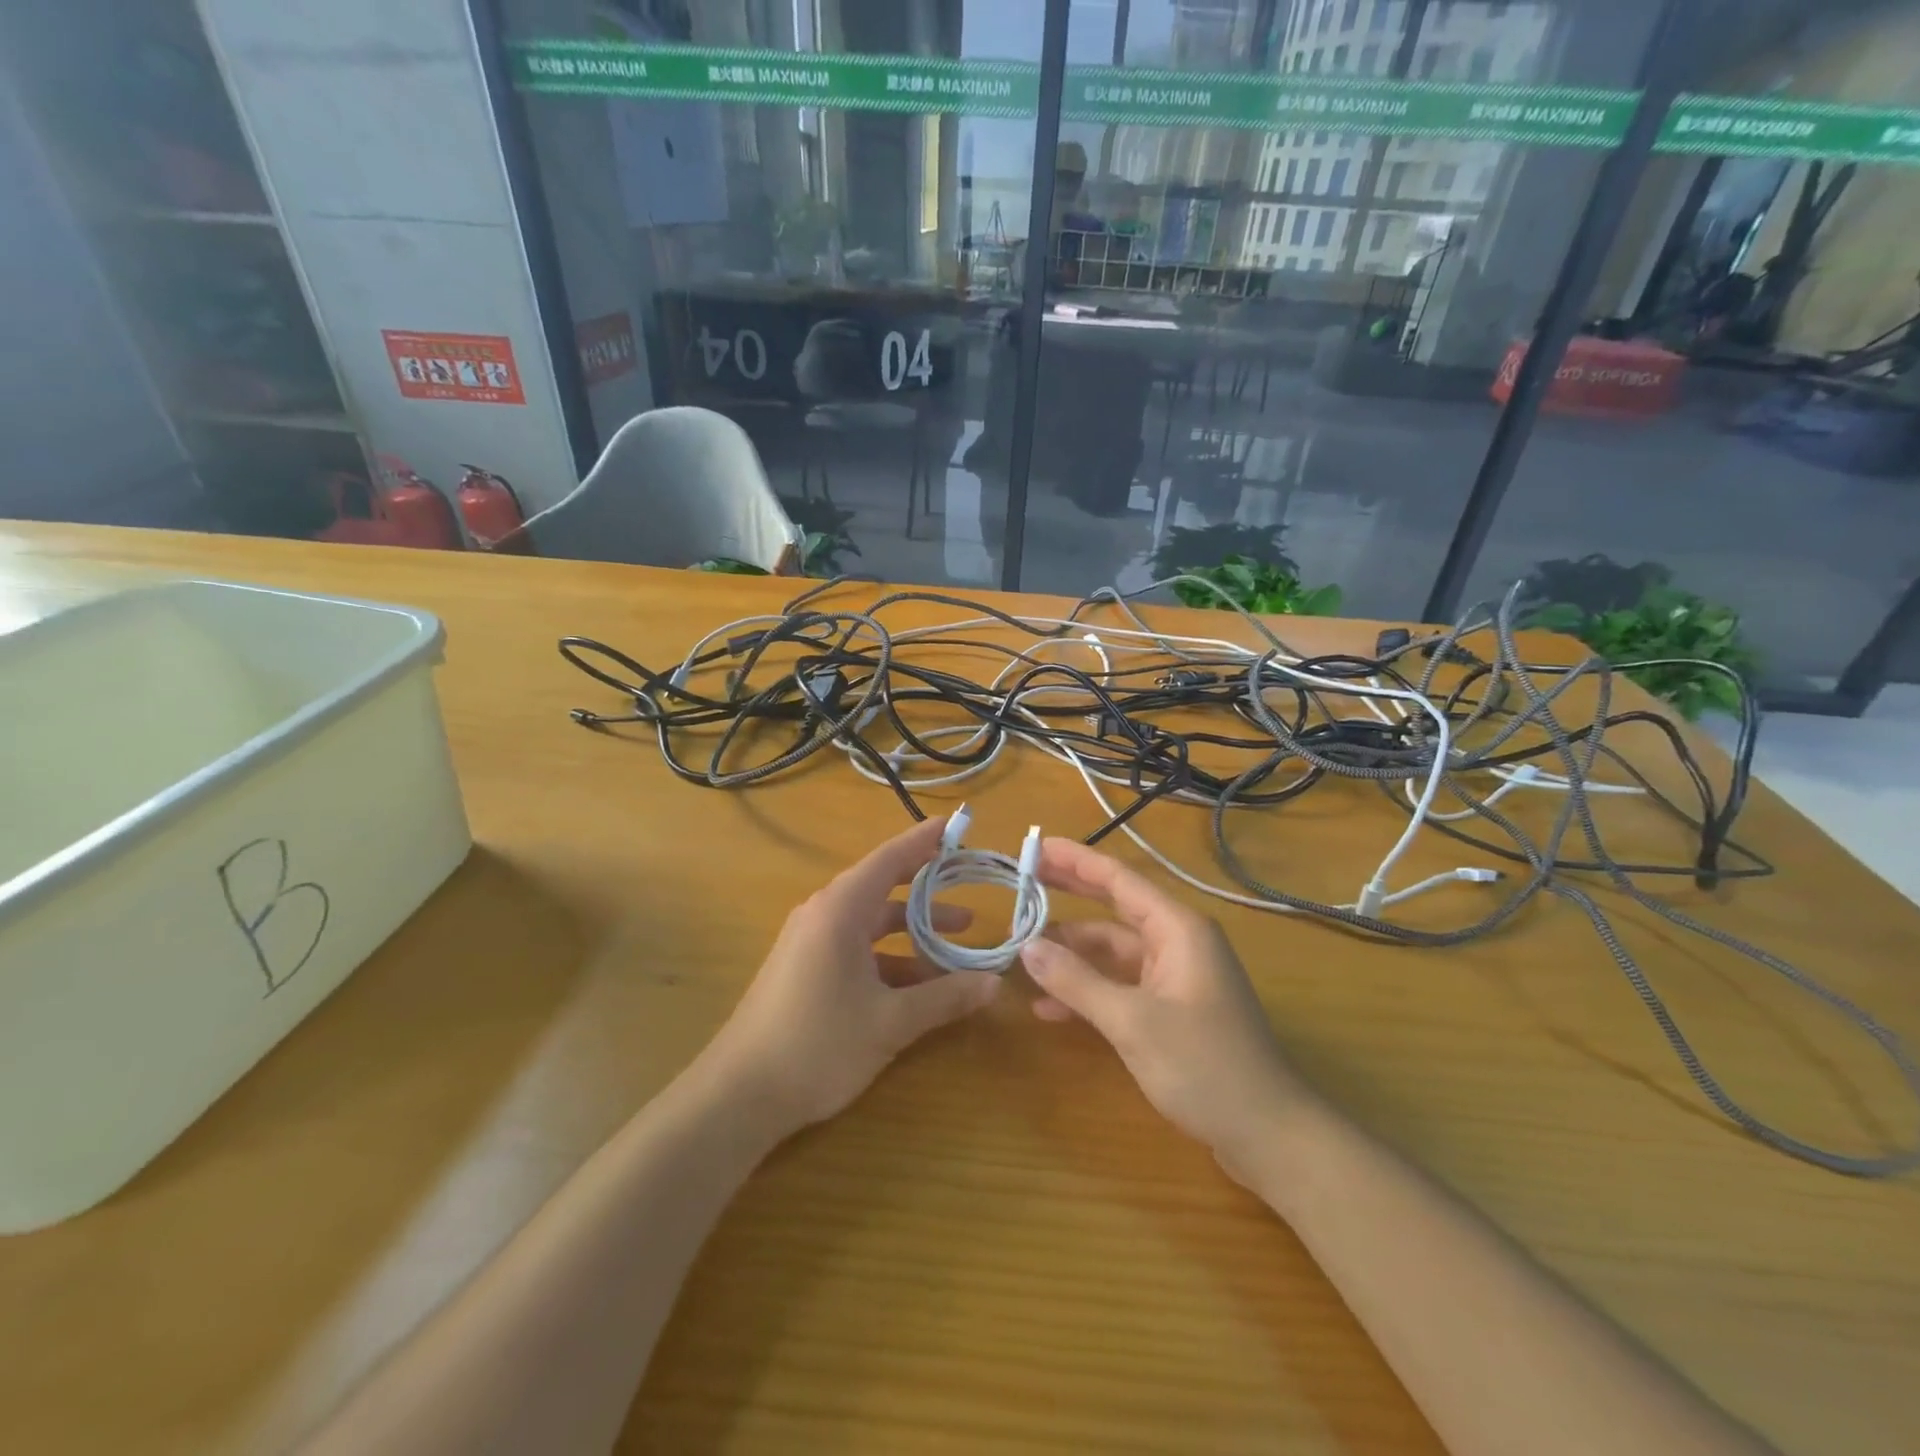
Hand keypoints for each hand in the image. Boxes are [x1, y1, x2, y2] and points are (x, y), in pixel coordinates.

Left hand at [705, 816, 1000, 1133]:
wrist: (738, 1094)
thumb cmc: (818, 1044)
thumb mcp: (890, 1022)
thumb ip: (945, 998)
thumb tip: (995, 983)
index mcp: (840, 911)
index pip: (889, 859)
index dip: (923, 841)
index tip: (954, 826)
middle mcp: (822, 915)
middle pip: (881, 888)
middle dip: (927, 891)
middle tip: (966, 887)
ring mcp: (809, 943)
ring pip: (870, 924)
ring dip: (912, 932)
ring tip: (956, 946)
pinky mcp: (803, 969)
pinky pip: (855, 948)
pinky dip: (889, 957)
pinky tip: (917, 986)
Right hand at [1021, 838, 1311, 1180]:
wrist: (1269, 1135)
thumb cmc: (1205, 1067)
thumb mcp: (1132, 1022)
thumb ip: (1077, 981)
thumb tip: (1027, 948)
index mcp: (1178, 929)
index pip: (1118, 879)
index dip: (1075, 861)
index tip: (1035, 846)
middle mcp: (1177, 942)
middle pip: (1114, 907)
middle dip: (1069, 894)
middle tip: (1022, 880)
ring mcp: (1174, 976)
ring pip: (1112, 950)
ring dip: (1072, 953)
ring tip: (1023, 952)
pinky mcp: (1170, 1008)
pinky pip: (1120, 984)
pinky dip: (1088, 990)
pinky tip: (1050, 1007)